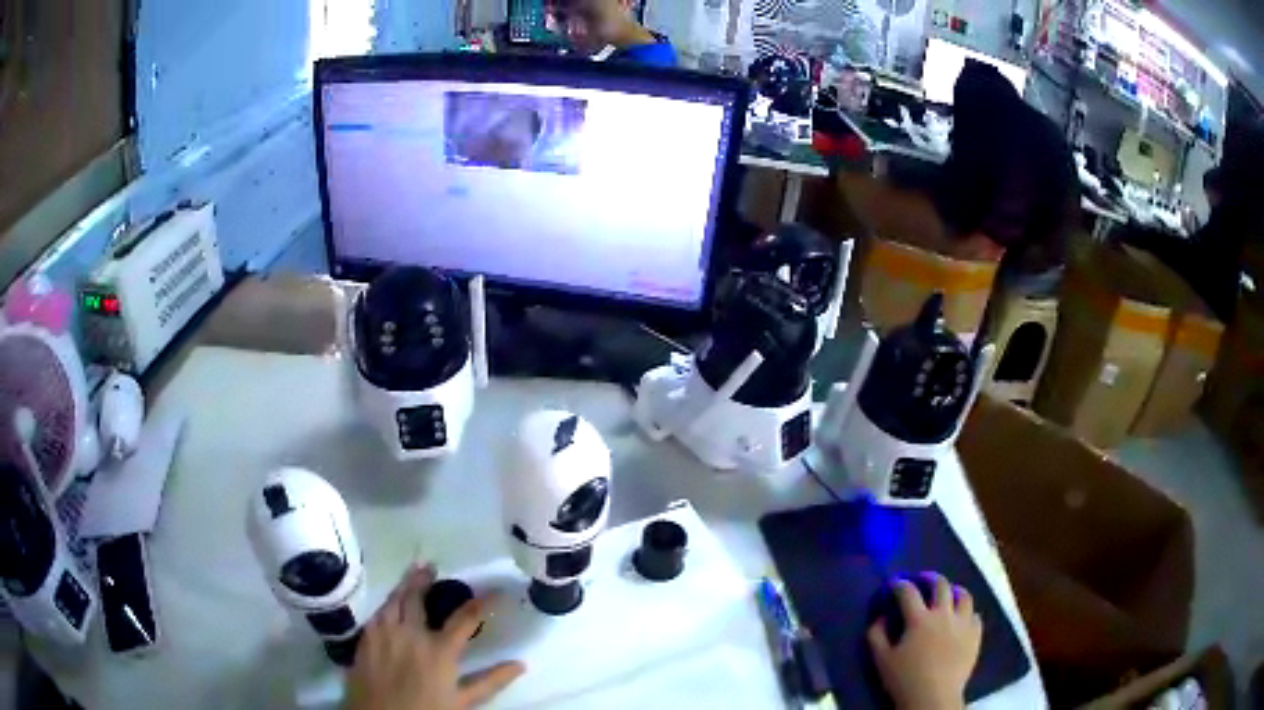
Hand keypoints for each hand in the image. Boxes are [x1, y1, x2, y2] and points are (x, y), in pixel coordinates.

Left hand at [345, 564, 524, 709]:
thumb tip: (520, 664)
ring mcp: (385, 633)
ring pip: (394, 599)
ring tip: (411, 572)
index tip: (496, 590)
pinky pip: (377, 612)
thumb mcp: (462, 702)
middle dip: (426, 579)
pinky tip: (389, 601)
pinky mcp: (366, 638)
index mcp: (439, 650)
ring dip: (404, 584)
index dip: (483, 601)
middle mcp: (411, 634)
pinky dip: (387, 602)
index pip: (465, 617)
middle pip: (418, 597)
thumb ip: (490, 681)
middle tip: (431, 565)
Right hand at [867, 574, 981, 709]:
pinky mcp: (975, 635)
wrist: (933, 698)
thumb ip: (876, 635)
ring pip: (964, 596)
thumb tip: (880, 616)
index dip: (900, 584)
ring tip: (949, 594)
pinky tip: (961, 619)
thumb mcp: (881, 660)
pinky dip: (967, 613)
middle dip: (930, 578)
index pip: (908, 592)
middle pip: (941, 585)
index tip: (894, 583)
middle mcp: (943, 615)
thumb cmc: (904, 680)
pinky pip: (974, 616)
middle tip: (923, 579)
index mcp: (919, 620)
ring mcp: (962, 624)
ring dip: (954, 591)